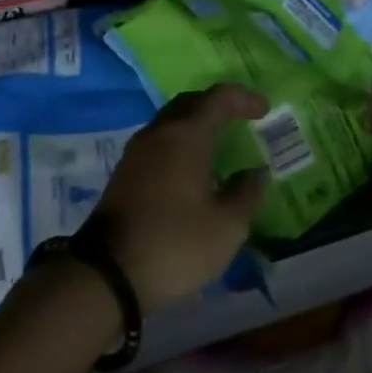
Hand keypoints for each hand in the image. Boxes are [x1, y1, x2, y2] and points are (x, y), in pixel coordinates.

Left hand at [87, 83, 269, 312]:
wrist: (107, 274)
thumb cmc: (175, 244)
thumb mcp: (227, 227)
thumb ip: (247, 194)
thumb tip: (257, 172)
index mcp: (187, 134)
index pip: (219, 98)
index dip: (244, 99)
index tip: (264, 110)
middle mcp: (160, 132)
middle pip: (192, 102)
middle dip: (218, 105)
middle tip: (240, 119)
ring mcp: (137, 150)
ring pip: (171, 121)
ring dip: (196, 123)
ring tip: (217, 144)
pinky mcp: (124, 172)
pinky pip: (158, 141)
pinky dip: (179, 142)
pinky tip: (190, 168)